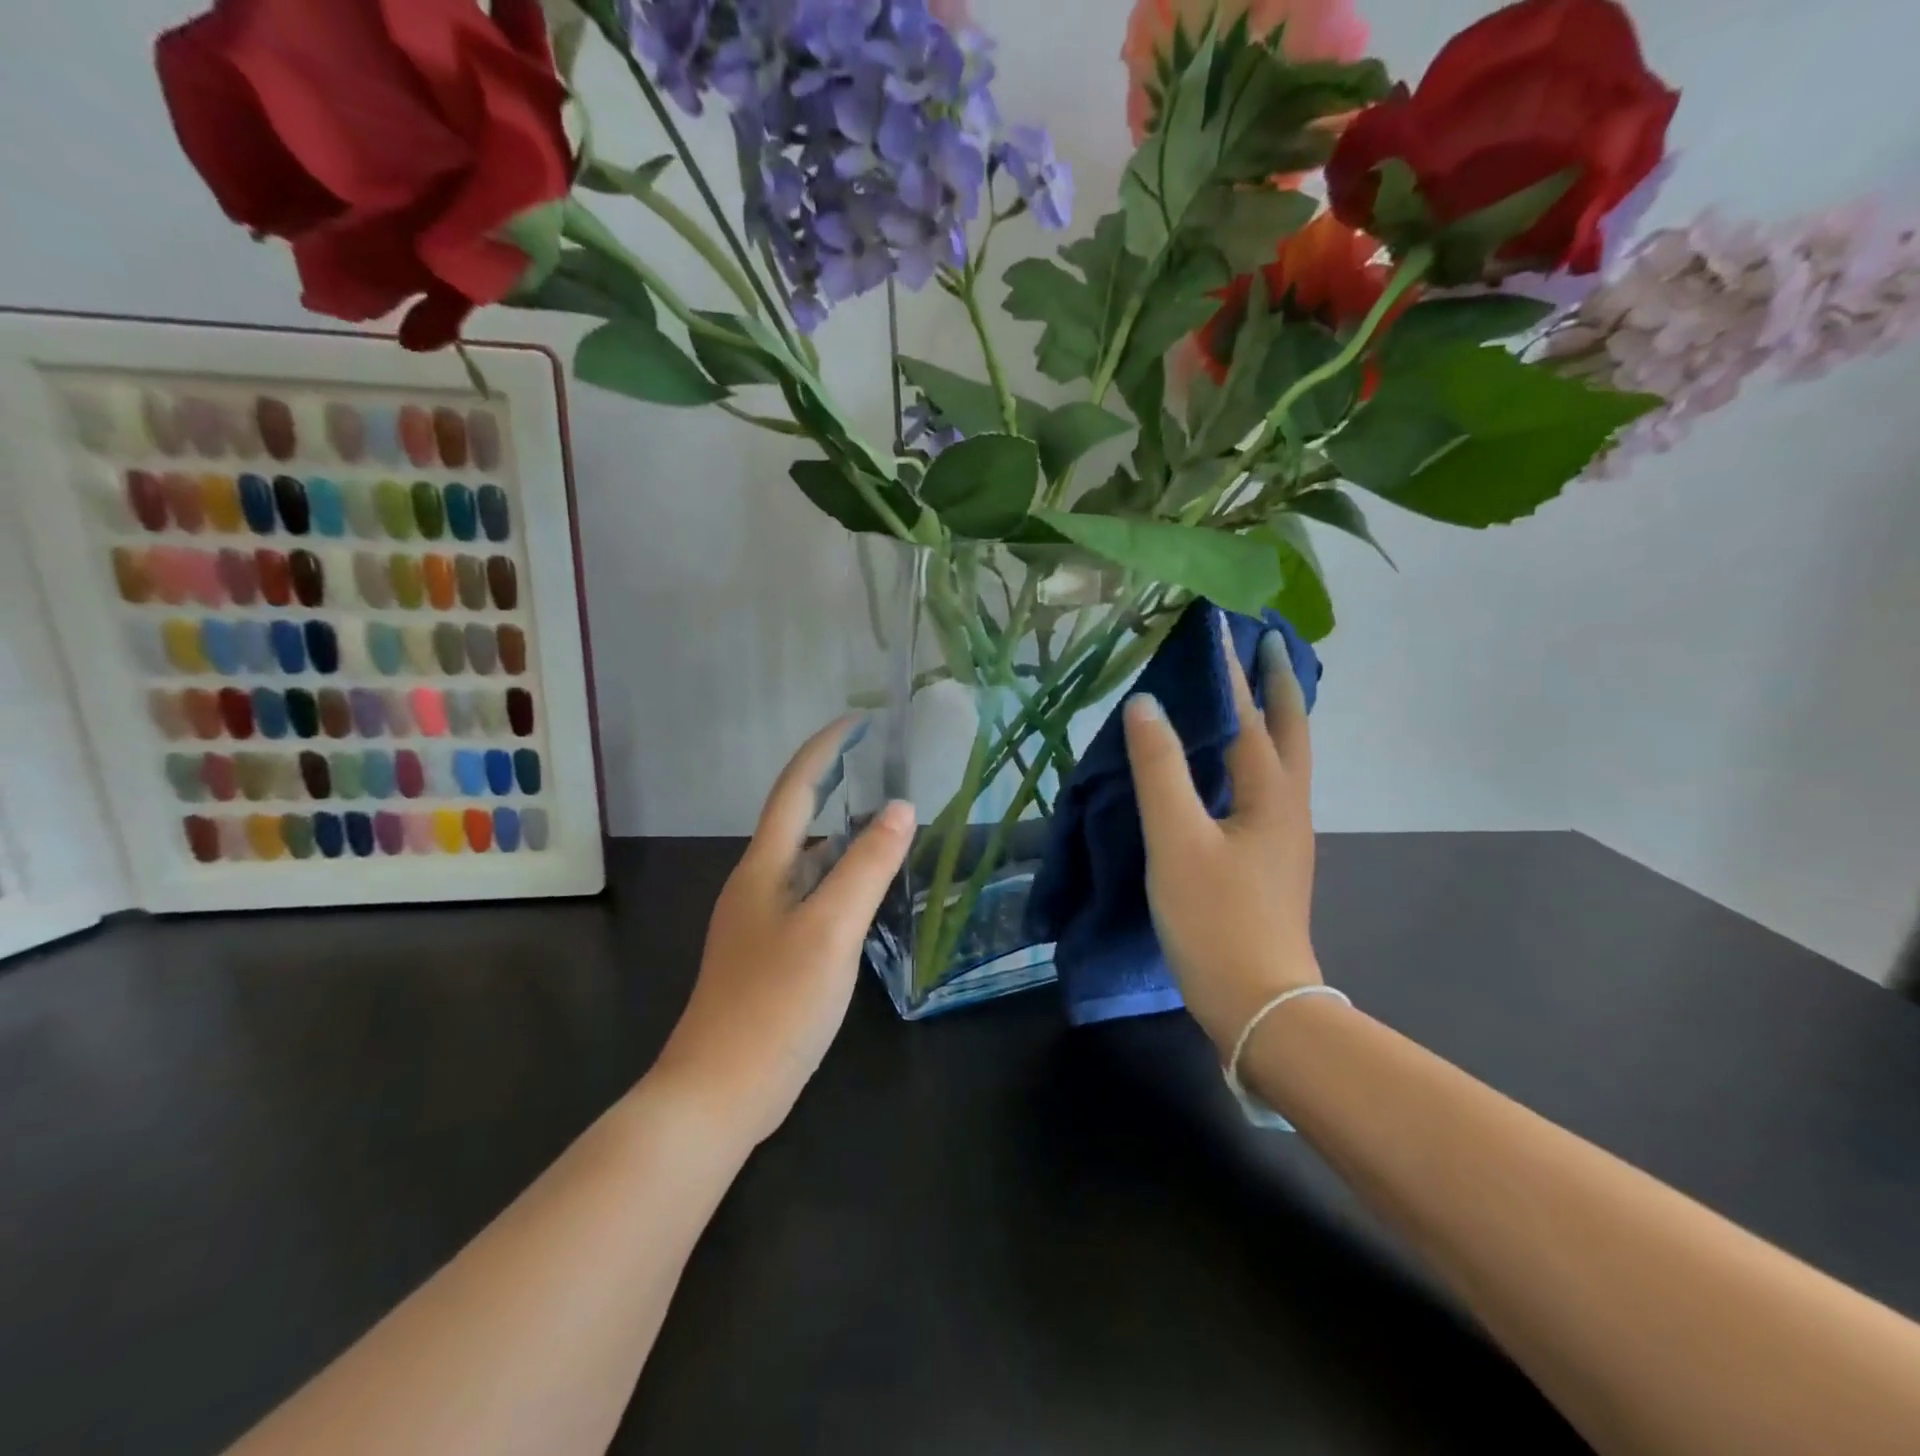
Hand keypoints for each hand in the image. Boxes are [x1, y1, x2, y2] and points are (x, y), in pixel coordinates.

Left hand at [654, 718, 912, 1145]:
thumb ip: (867, 867)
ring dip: (845, 840)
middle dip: (838, 788)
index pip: (795, 790)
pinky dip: (842, 882)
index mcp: (765, 868)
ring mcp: (762, 923)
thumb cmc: (775, 1003)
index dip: (824, 750)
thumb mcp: (831, 929)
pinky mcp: (772, 955)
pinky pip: (813, 899)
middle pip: (801, 822)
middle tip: (887, 772)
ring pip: (809, 865)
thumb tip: (901, 808)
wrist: (718, 1092)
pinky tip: (868, 896)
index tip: (859, 721)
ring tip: (891, 828)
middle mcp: (759, 885)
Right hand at [1122, 623, 1321, 1056]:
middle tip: (1265, 642)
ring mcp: (1283, 835)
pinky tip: (1230, 764)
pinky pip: (1265, 787)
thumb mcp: (1178, 840)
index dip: (1231, 670)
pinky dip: (1253, 756)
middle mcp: (1287, 805)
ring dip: (1270, 717)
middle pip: (1290, 730)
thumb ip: (1160, 770)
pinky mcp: (1269, 858)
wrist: (1257, 1002)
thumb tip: (1146, 705)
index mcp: (1270, 793)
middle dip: (1279, 684)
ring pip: (1282, 759)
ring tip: (1248, 689)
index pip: (1249, 714)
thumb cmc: (1216, 918)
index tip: (1219, 626)